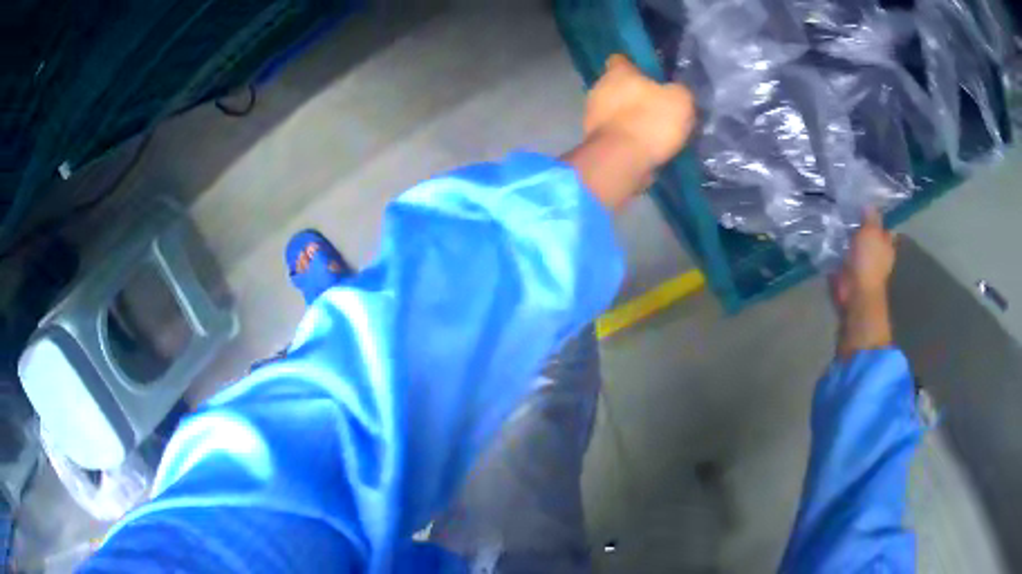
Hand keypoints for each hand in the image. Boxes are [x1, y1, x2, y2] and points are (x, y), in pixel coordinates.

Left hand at [583, 55, 695, 168]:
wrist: (620, 161)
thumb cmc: (650, 121)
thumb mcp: (680, 100)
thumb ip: (679, 91)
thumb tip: (676, 92)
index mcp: (617, 72)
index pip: (620, 59)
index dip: (635, 65)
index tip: (649, 75)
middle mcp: (598, 88)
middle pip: (616, 85)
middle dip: (633, 93)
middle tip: (656, 105)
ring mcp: (591, 115)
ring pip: (612, 110)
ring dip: (628, 117)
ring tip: (651, 130)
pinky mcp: (593, 140)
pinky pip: (613, 133)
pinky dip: (625, 137)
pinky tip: (641, 147)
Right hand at [831, 210, 895, 308]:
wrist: (856, 291)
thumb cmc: (869, 260)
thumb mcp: (871, 231)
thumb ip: (870, 217)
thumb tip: (868, 204)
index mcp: (887, 244)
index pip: (884, 227)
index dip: (876, 217)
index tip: (864, 205)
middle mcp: (877, 253)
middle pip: (870, 235)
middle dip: (861, 225)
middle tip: (848, 209)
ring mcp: (864, 263)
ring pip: (856, 243)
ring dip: (849, 236)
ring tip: (837, 219)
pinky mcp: (850, 270)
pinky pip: (844, 253)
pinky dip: (839, 247)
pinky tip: (832, 236)